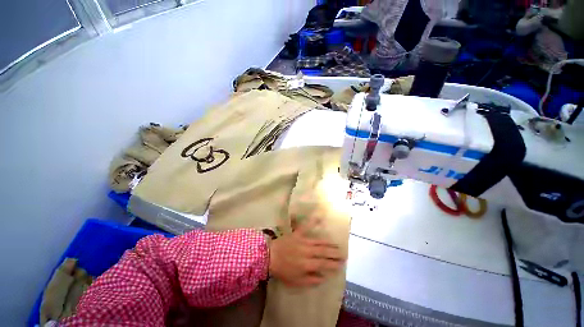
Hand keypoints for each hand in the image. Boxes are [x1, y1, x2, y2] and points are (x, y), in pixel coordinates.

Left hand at [268, 216, 345, 286]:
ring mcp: (303, 241)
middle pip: (324, 252)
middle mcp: (308, 252)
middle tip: (344, 254)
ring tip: (337, 245)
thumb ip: (310, 280)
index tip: (341, 264)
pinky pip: (306, 226)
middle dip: (335, 254)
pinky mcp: (298, 234)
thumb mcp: (296, 281)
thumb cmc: (282, 270)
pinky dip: (313, 221)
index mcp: (307, 264)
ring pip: (319, 242)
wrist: (269, 256)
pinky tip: (320, 217)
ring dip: (329, 243)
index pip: (324, 264)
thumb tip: (323, 277)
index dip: (333, 264)